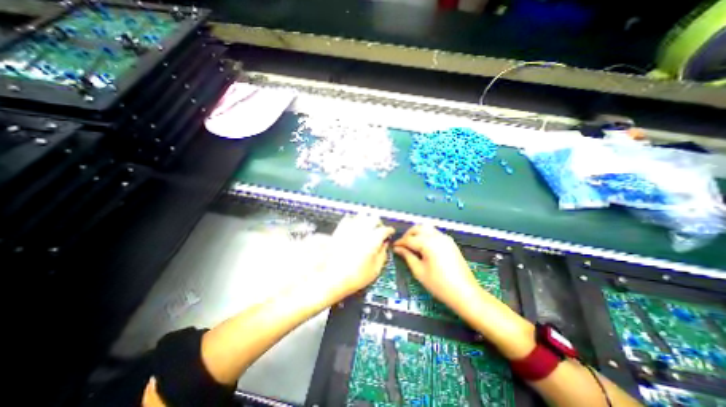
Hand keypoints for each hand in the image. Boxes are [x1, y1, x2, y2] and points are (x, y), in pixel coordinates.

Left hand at [320, 215, 394, 300]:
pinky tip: (354, 226)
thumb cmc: (356, 277)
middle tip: (379, 230)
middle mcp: (362, 230)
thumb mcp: (375, 269)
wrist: (332, 278)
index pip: (385, 229)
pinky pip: (348, 218)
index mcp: (373, 239)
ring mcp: (350, 228)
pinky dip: (353, 220)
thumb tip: (385, 244)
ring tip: (367, 226)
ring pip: (361, 215)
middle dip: (379, 223)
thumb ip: (383, 254)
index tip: (390, 233)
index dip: (389, 231)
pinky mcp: (339, 230)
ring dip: (367, 219)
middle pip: (374, 218)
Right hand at [395, 224, 479, 309]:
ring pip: (426, 228)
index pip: (409, 239)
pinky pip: (434, 233)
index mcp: (428, 243)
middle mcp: (437, 236)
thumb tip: (397, 249)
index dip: (400, 243)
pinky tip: (423, 246)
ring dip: (417, 233)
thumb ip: (407, 256)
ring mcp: (445, 238)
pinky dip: (426, 235)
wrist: (465, 293)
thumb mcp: (419, 271)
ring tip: (412, 244)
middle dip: (408, 235)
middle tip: (402, 246)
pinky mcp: (450, 242)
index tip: (393, 247)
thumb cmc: (439, 285)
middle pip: (418, 228)